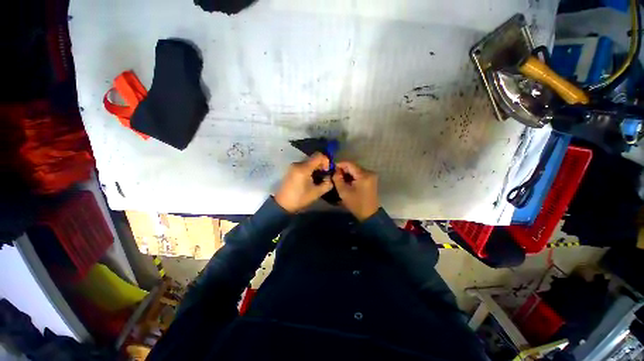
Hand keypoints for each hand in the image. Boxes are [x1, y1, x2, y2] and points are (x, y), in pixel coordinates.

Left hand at [274, 153, 332, 212]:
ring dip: (315, 168)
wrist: (282, 204)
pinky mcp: (291, 170)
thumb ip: (327, 184)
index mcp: (304, 168)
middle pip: (313, 158)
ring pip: (309, 162)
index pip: (318, 155)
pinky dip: (310, 170)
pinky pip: (303, 166)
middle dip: (321, 166)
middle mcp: (298, 164)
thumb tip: (330, 178)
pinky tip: (310, 180)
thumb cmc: (299, 198)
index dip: (326, 161)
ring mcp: (293, 166)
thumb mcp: (316, 193)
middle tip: (324, 176)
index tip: (327, 171)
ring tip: (317, 179)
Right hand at [333, 161, 379, 220]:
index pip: (349, 164)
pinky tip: (347, 181)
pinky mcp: (371, 179)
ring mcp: (371, 176)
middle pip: (353, 166)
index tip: (331, 168)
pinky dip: (352, 176)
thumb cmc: (356, 203)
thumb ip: (337, 179)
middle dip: (343, 169)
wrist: (369, 214)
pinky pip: (360, 174)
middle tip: (334, 174)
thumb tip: (335, 170)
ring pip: (356, 170)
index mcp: (363, 175)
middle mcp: (369, 172)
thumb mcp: (343, 191)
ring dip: (347, 173)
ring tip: (339, 178)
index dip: (339, 164)